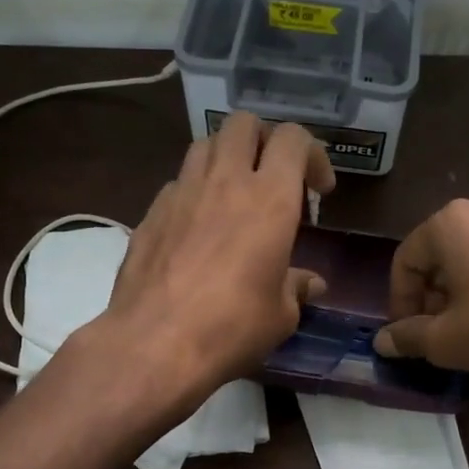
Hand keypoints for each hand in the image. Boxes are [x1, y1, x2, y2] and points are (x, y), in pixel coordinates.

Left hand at [97, 113, 335, 407]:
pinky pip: (178, 182)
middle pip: (244, 124)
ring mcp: (181, 193)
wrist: (154, 344)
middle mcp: (225, 181)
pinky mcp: (150, 213)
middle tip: (274, 177)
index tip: (318, 191)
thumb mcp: (280, 316)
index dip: (312, 155)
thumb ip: (296, 288)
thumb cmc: (231, 328)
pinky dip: (195, 191)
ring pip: (205, 144)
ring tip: (234, 195)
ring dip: (226, 158)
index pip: (293, 139)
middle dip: (264, 140)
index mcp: (269, 198)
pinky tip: (198, 228)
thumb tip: (309, 284)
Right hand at [372, 196, 468, 385]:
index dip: (400, 301)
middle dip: (434, 294)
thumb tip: (382, 342)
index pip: (406, 260)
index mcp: (452, 223)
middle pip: (444, 253)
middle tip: (440, 332)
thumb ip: (408, 337)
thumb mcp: (448, 341)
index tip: (408, 335)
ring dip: (468, 287)